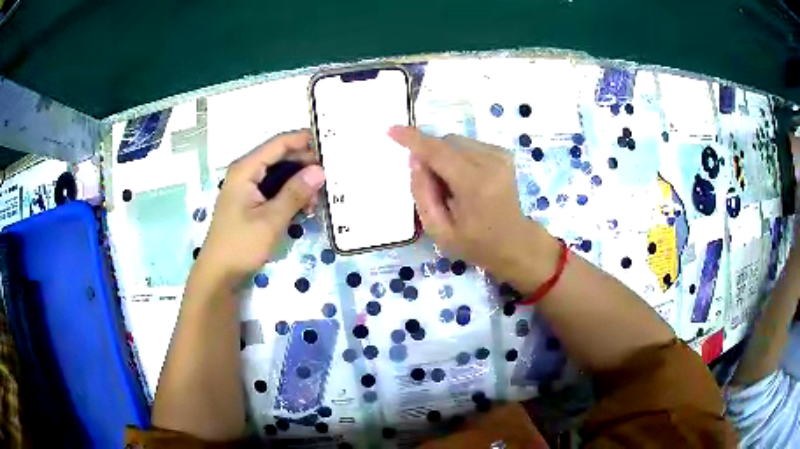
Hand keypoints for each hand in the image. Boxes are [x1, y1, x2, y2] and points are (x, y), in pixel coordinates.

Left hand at [197, 130, 324, 284]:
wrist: (219, 273)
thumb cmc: (240, 245)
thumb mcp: (270, 220)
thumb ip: (295, 193)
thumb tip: (320, 170)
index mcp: (246, 169)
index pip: (279, 144)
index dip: (305, 140)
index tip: (331, 144)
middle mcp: (246, 172)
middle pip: (281, 157)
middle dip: (306, 164)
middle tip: (332, 176)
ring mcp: (248, 187)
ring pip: (280, 174)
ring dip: (300, 182)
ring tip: (319, 198)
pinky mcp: (252, 201)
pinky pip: (276, 189)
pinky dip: (292, 195)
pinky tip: (306, 208)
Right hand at [389, 127, 558, 292]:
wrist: (514, 242)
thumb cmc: (475, 243)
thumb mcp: (439, 231)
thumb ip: (422, 194)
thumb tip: (415, 160)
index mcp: (475, 185)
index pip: (438, 153)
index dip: (413, 140)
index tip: (392, 130)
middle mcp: (491, 163)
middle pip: (446, 143)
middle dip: (430, 156)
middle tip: (433, 185)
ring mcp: (500, 155)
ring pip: (455, 142)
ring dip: (444, 157)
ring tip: (451, 186)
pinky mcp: (503, 153)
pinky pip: (467, 145)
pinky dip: (457, 157)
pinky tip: (464, 179)